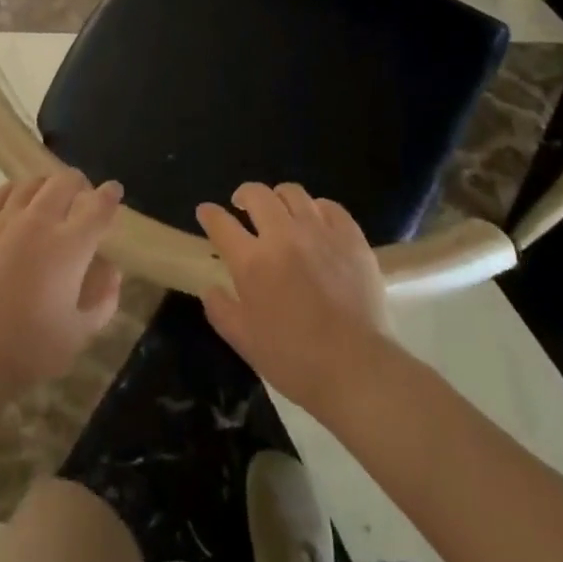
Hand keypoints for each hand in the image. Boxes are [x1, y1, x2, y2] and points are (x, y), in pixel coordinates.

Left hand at [0, 171, 124, 394]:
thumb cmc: (28, 349)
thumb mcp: (79, 333)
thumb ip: (103, 299)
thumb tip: (112, 270)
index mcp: (69, 246)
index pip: (98, 206)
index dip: (110, 195)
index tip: (114, 191)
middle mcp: (39, 222)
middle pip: (65, 182)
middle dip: (80, 185)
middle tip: (82, 200)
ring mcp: (4, 221)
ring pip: (33, 183)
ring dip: (48, 186)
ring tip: (50, 200)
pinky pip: (0, 193)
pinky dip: (16, 191)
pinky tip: (17, 201)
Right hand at [197, 183, 391, 411]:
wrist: (356, 369)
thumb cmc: (294, 360)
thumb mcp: (244, 341)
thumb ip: (220, 310)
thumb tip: (210, 288)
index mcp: (252, 262)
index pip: (221, 223)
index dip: (209, 214)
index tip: (206, 212)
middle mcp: (282, 236)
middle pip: (257, 194)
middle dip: (244, 195)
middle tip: (243, 207)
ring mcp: (319, 233)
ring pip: (293, 193)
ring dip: (279, 198)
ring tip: (281, 212)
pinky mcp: (350, 237)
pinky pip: (329, 207)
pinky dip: (316, 209)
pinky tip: (316, 222)